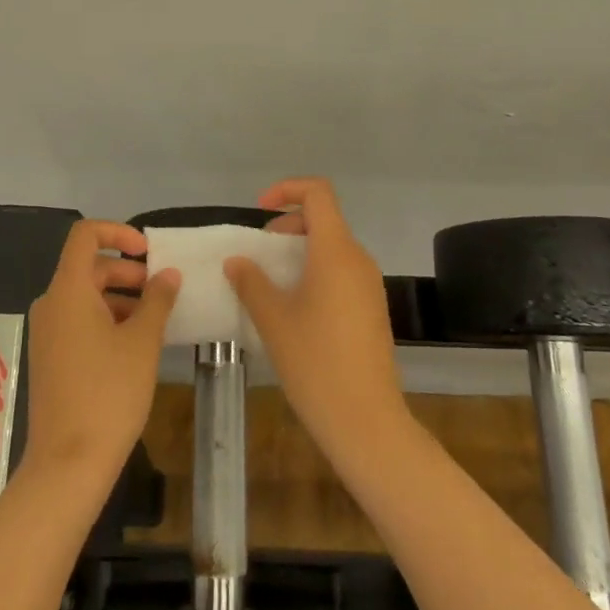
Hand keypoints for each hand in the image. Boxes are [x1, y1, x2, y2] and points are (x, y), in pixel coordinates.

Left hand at [23, 219, 179, 489]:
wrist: (68, 464)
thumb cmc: (109, 394)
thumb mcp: (143, 342)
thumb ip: (157, 300)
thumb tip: (168, 274)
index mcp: (68, 291)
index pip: (85, 236)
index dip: (118, 232)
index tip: (149, 251)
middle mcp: (50, 304)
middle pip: (88, 267)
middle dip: (126, 271)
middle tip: (160, 290)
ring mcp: (46, 332)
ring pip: (84, 296)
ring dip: (119, 297)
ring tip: (153, 320)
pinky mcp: (48, 357)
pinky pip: (77, 320)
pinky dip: (105, 319)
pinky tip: (133, 344)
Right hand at [225, 177, 410, 463]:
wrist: (366, 419)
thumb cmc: (315, 362)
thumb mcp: (273, 320)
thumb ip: (252, 282)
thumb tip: (237, 261)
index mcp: (336, 251)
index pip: (318, 193)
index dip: (287, 190)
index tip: (260, 211)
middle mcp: (358, 259)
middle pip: (325, 219)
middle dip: (288, 225)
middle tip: (259, 252)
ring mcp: (369, 285)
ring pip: (333, 247)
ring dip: (300, 251)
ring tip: (271, 282)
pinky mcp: (372, 307)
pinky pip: (342, 271)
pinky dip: (315, 271)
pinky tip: (295, 306)